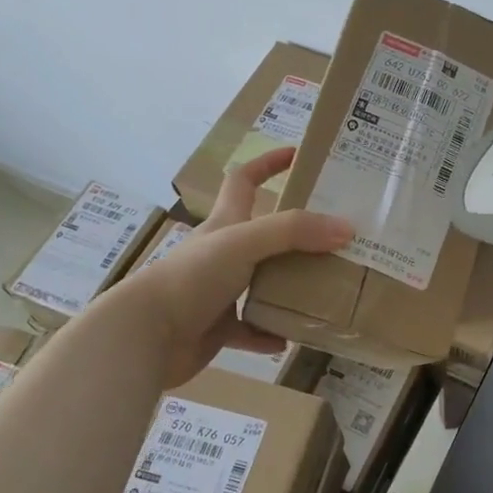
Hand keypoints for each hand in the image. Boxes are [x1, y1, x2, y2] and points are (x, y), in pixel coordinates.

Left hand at [107, 147, 352, 383]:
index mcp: (226, 224)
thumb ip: (294, 232)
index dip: (268, 163)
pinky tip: (290, 337)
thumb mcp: (245, 242)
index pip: (245, 180)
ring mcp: (218, 292)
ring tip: (324, 288)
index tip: (298, 156)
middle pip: (263, 235)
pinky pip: (251, 330)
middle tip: (334, 237)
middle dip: (295, 234)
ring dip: (289, 286)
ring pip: (262, 283)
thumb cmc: (193, 277)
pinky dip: (269, 333)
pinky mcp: (216, 328)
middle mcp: (222, 253)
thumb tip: (345, 228)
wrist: (146, 336)